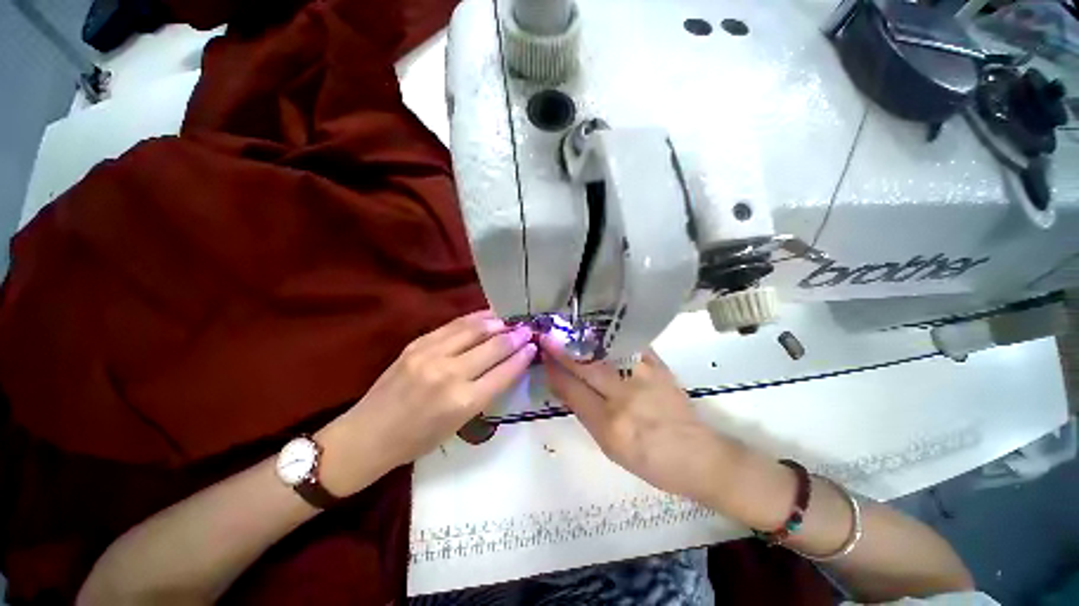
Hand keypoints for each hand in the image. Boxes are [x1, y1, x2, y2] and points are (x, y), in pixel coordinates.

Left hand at [319, 311, 535, 494]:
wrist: (368, 435)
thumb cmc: (417, 440)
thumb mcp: (459, 424)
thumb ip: (485, 392)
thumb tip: (507, 365)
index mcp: (463, 402)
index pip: (504, 371)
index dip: (523, 356)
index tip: (534, 346)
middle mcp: (450, 374)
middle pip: (494, 347)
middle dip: (515, 336)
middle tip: (527, 329)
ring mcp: (431, 355)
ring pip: (475, 329)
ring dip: (497, 323)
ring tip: (510, 320)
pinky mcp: (417, 344)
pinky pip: (454, 325)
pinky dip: (475, 318)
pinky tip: (486, 316)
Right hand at [540, 336, 736, 505]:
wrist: (698, 455)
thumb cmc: (650, 461)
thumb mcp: (610, 447)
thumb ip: (585, 414)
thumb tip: (564, 385)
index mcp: (610, 425)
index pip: (573, 391)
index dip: (554, 372)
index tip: (543, 357)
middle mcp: (625, 397)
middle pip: (586, 367)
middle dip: (563, 351)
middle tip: (547, 336)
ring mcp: (644, 377)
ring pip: (605, 352)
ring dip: (582, 340)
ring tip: (567, 330)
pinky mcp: (659, 366)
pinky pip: (629, 345)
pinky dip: (611, 337)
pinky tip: (599, 330)